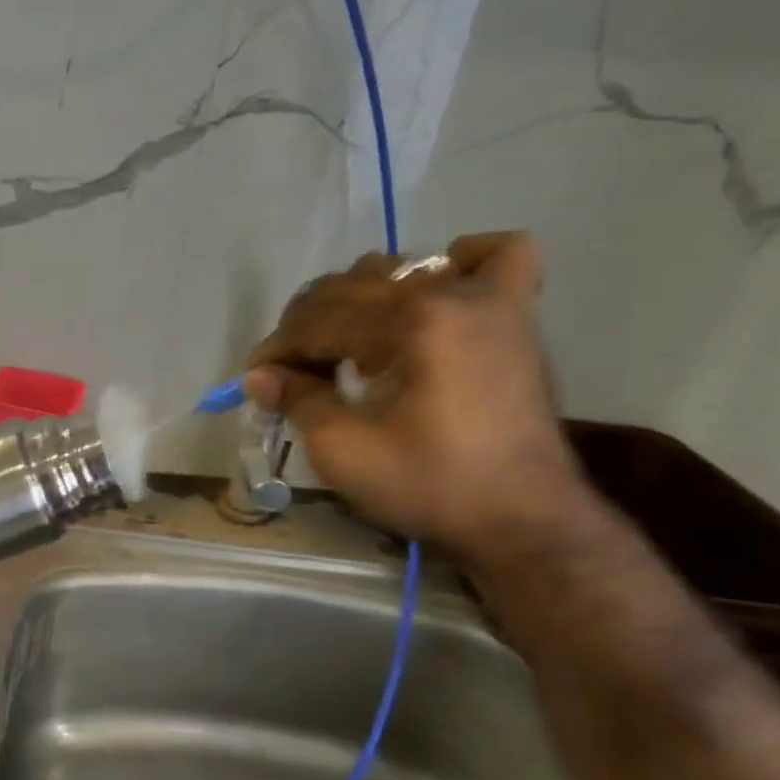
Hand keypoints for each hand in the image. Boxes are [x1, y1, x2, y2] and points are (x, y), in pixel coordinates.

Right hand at [242, 232, 588, 560]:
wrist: (523, 522)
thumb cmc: (430, 486)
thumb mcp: (343, 450)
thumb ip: (296, 399)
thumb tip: (257, 375)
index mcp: (410, 324)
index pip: (317, 320)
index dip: (278, 350)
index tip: (256, 380)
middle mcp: (449, 295)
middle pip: (348, 288)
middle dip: (306, 328)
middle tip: (292, 375)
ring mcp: (491, 300)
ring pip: (400, 269)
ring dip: (360, 301)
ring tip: (351, 349)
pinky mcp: (516, 317)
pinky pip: (498, 257)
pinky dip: (461, 263)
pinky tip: (437, 291)